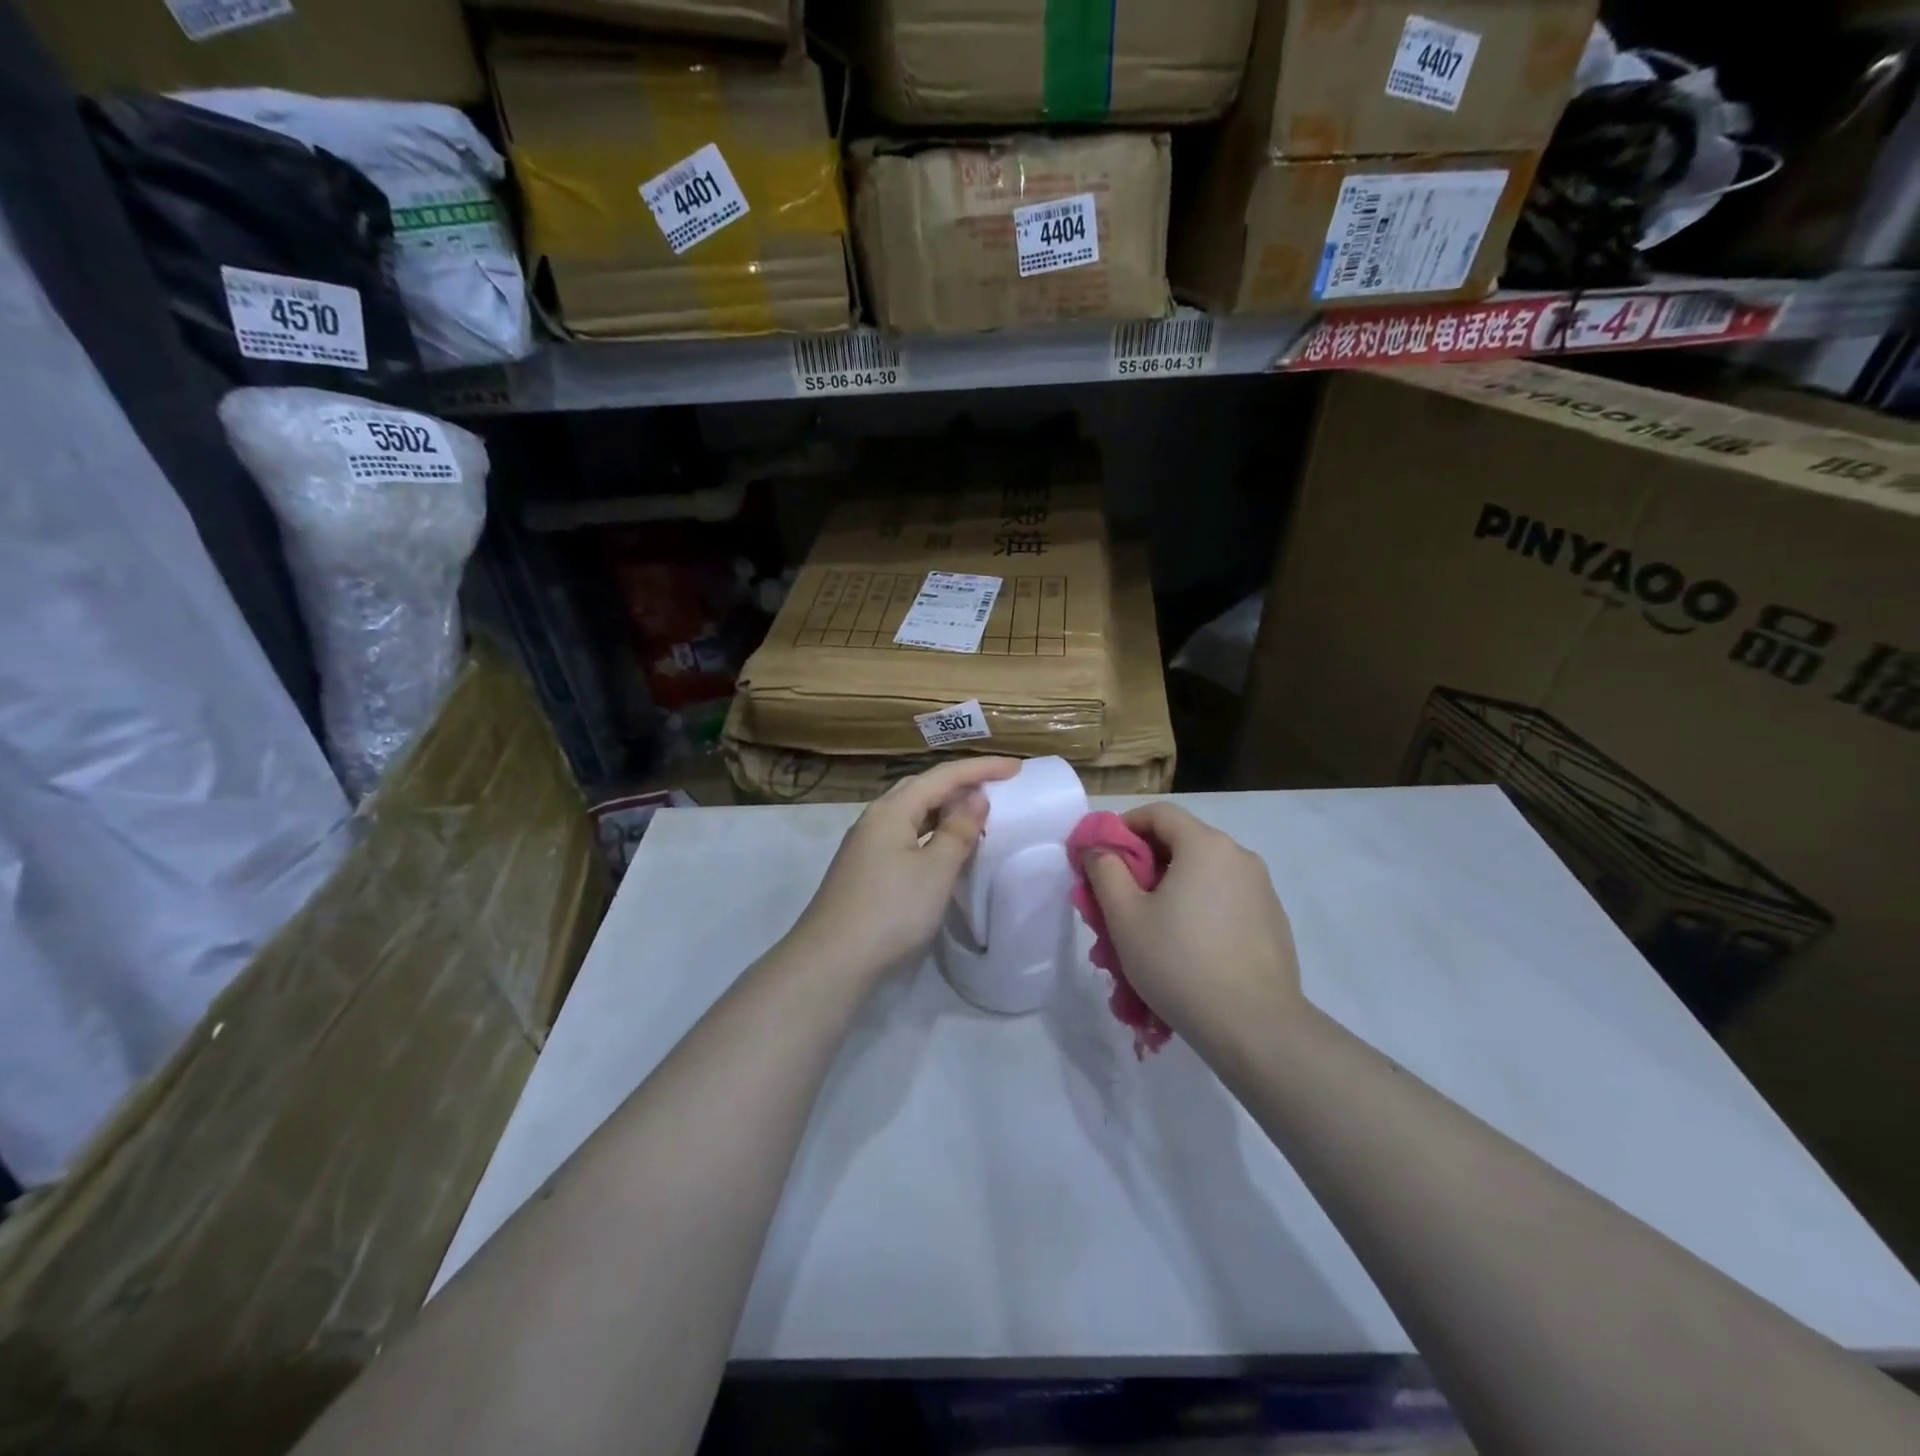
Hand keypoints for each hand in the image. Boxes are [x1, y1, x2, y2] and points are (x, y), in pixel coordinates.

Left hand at [787, 757, 1020, 983]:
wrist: (831, 961)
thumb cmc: (891, 910)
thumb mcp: (935, 870)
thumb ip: (958, 831)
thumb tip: (975, 798)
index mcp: (892, 810)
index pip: (942, 775)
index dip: (980, 768)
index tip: (1016, 767)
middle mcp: (875, 819)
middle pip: (922, 788)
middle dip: (959, 783)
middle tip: (995, 786)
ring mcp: (866, 845)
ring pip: (911, 813)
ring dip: (944, 808)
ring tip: (975, 814)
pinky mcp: (864, 869)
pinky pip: (904, 835)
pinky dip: (930, 832)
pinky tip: (943, 847)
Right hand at [1083, 802, 1303, 1052]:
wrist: (1255, 1028)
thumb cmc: (1179, 963)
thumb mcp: (1125, 917)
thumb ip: (1104, 870)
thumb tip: (1098, 847)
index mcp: (1205, 845)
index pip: (1159, 813)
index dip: (1124, 827)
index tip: (1102, 859)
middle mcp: (1239, 857)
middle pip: (1181, 844)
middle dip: (1144, 866)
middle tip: (1118, 903)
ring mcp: (1262, 890)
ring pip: (1202, 877)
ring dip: (1170, 893)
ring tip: (1148, 935)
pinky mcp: (1272, 921)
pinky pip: (1224, 902)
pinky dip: (1198, 912)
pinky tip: (1185, 952)